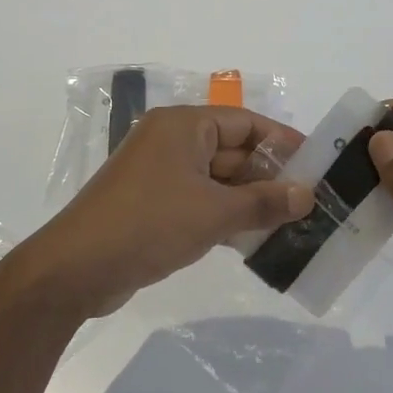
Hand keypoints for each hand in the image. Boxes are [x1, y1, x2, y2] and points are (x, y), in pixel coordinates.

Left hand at [13, 107, 311, 320]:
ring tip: (293, 224)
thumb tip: (307, 195)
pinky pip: (200, 202)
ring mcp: (160, 175)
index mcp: (183, 126)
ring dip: (250, 200)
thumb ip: (264, 202)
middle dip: (270, 176)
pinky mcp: (153, 206)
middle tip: (310, 201)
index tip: (316, 165)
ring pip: (218, 180)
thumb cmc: (149, 225)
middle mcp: (171, 142)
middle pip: (232, 150)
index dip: (282, 142)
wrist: (76, 269)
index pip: (245, 123)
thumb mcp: (215, 213)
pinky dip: (226, 216)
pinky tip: (256, 240)